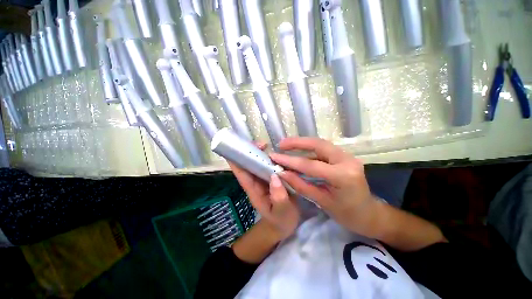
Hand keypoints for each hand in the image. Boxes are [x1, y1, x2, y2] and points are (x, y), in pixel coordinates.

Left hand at [228, 143, 299, 240]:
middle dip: (250, 152)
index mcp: (253, 190)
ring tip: (267, 144)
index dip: (236, 161)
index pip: (241, 174)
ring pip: (258, 163)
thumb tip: (275, 177)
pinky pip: (269, 166)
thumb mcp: (281, 212)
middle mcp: (256, 182)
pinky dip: (272, 158)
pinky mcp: (272, 178)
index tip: (236, 148)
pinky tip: (278, 154)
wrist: (286, 224)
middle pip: (249, 165)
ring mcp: (264, 179)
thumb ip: (279, 198)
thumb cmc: (281, 221)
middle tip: (261, 144)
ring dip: (260, 153)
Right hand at [270, 138, 380, 237]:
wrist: (369, 214)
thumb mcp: (322, 202)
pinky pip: (323, 150)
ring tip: (286, 145)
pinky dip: (309, 149)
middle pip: (318, 144)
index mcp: (343, 176)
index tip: (274, 157)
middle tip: (281, 144)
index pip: (311, 165)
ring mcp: (347, 156)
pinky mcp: (343, 157)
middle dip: (297, 143)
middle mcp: (347, 160)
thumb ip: (301, 185)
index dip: (290, 161)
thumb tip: (282, 173)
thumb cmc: (347, 214)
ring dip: (302, 144)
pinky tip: (298, 151)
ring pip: (320, 144)